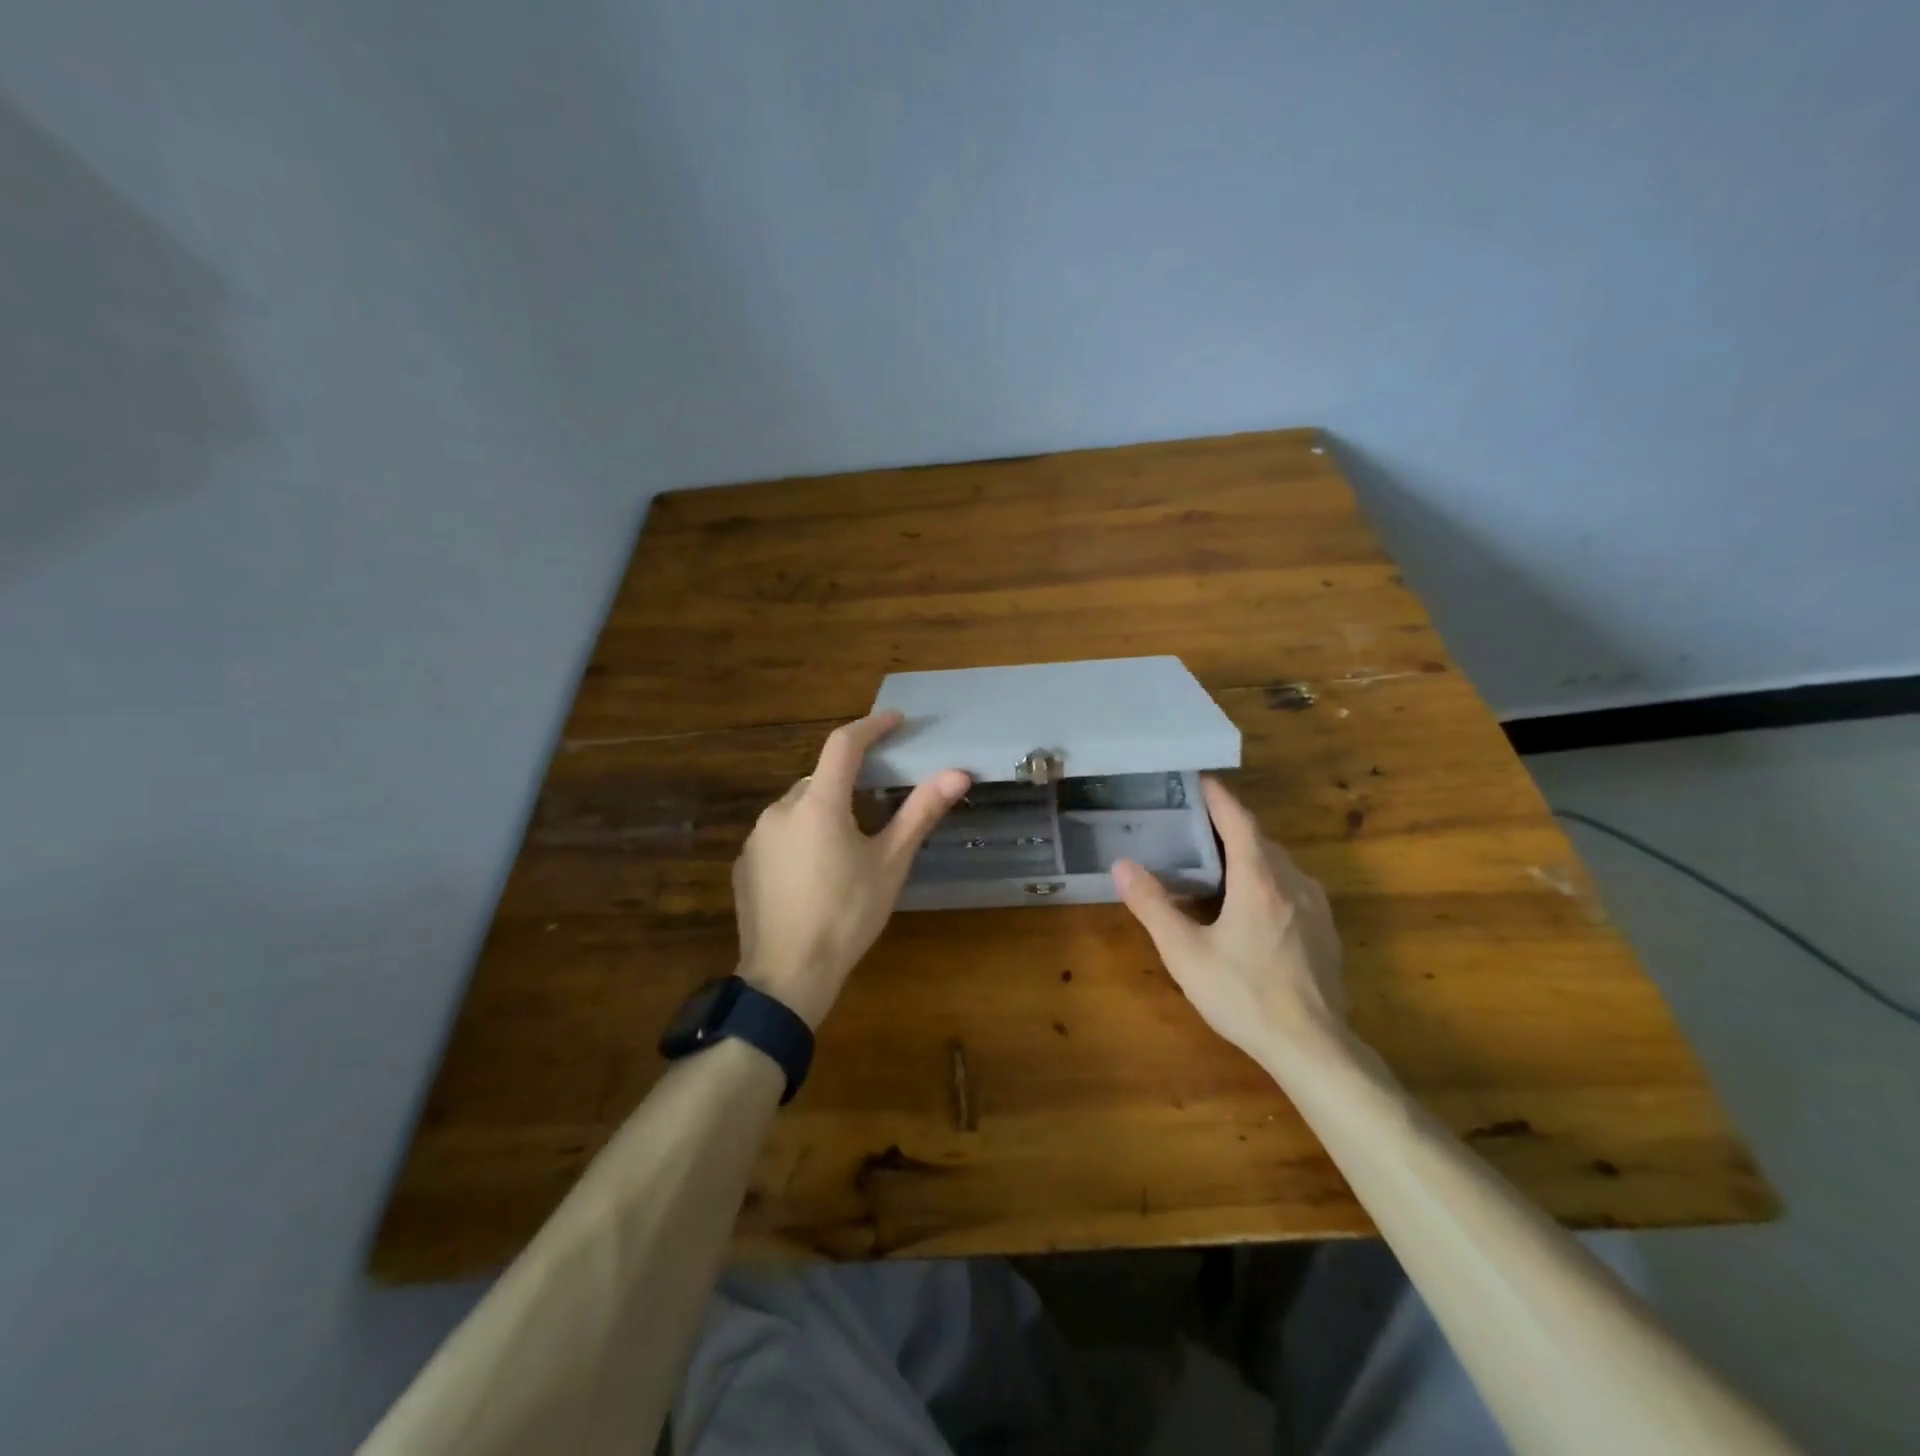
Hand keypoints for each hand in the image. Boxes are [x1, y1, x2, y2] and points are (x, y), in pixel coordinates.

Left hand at [733, 711, 969, 1028]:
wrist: (787, 976)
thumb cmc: (847, 916)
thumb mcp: (890, 864)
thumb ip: (921, 812)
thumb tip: (959, 773)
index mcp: (818, 804)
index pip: (844, 745)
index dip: (872, 726)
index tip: (897, 720)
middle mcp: (780, 809)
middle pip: (821, 779)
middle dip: (850, 781)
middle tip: (879, 801)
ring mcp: (756, 837)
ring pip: (798, 807)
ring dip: (824, 811)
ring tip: (849, 846)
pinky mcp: (744, 863)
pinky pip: (779, 834)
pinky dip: (801, 836)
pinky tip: (815, 871)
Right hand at [1112, 777, 1344, 1065]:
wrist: (1314, 1048)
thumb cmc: (1244, 995)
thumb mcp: (1185, 953)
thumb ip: (1152, 905)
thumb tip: (1121, 865)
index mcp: (1258, 880)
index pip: (1239, 820)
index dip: (1218, 797)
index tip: (1199, 781)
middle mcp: (1292, 883)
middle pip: (1260, 840)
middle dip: (1230, 826)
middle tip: (1195, 826)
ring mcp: (1316, 908)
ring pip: (1279, 865)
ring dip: (1250, 855)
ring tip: (1218, 863)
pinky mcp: (1326, 932)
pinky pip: (1293, 888)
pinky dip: (1267, 880)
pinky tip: (1250, 906)